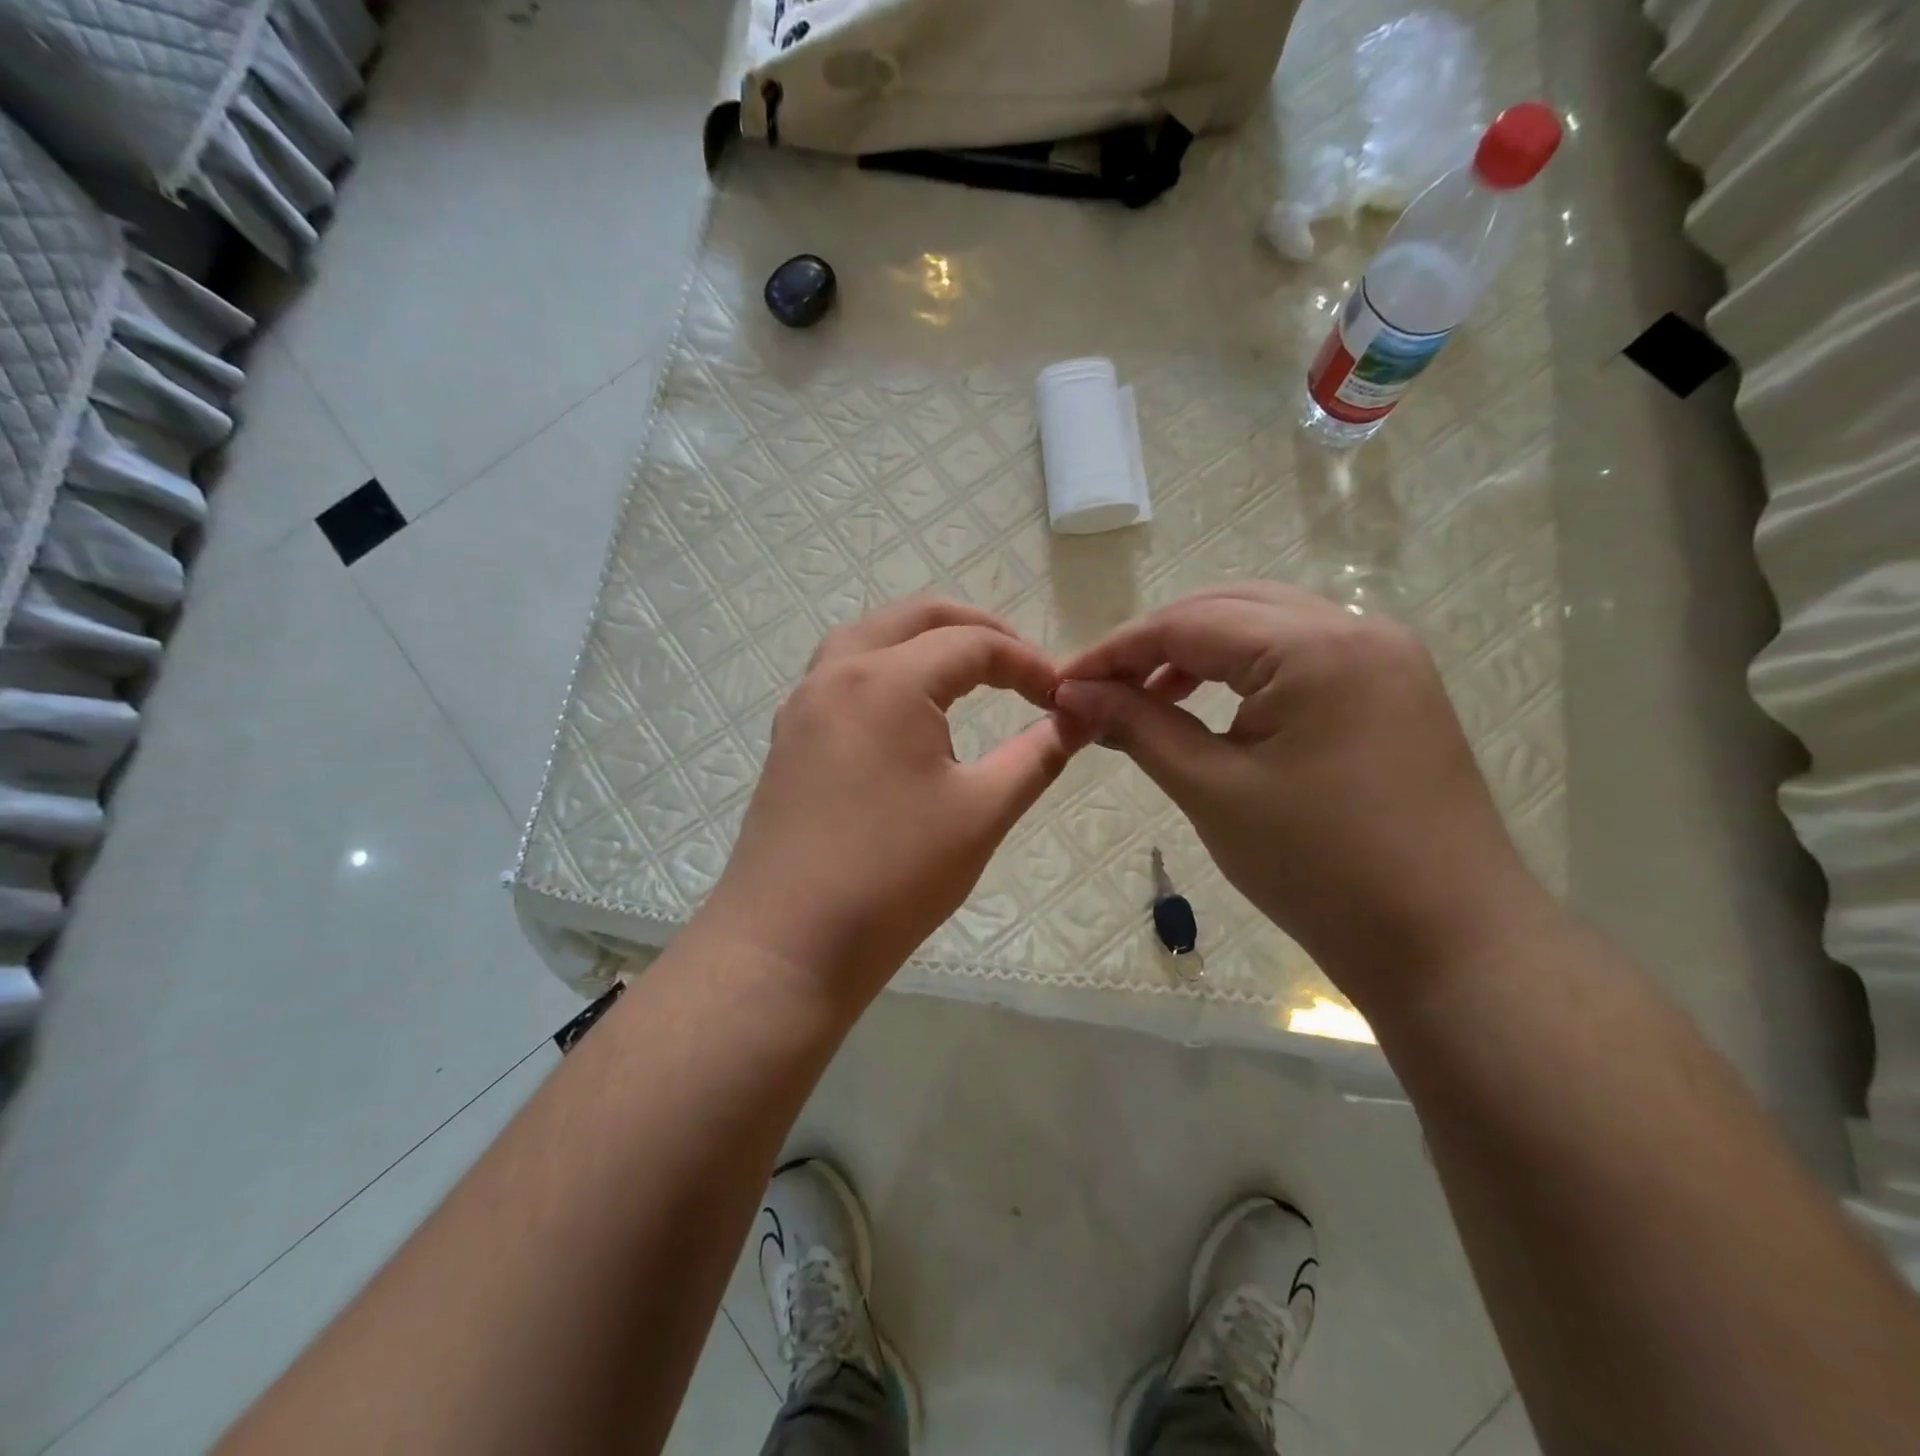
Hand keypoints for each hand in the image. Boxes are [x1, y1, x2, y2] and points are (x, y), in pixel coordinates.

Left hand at [703, 599, 1081, 1006]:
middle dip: (975, 630)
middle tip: (1019, 666)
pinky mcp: (788, 739)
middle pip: (914, 619)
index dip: (1026, 663)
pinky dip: (884, 670)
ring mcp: (803, 705)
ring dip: (921, 642)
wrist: (788, 946)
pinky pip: (839, 675)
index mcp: (887, 681)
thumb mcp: (982, 812)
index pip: (972, 644)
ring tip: (965, 674)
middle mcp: (836, 674)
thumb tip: (1082, 718)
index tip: (1061, 697)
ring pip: (868, 638)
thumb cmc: (894, 877)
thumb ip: (1038, 755)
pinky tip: (906, 713)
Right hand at [1054, 584, 1546, 1001]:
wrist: (1448, 945)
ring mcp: (1386, 656)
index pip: (1189, 623)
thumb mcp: (1212, 791)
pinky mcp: (1394, 689)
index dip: (1116, 650)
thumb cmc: (1320, 870)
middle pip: (1229, 609)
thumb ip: (1139, 726)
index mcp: (1316, 647)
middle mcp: (1358, 629)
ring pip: (1267, 627)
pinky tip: (1214, 706)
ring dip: (1200, 653)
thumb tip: (1072, 693)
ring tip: (1149, 697)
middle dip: (1155, 643)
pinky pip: (1301, 656)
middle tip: (1101, 688)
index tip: (1063, 683)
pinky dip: (1246, 671)